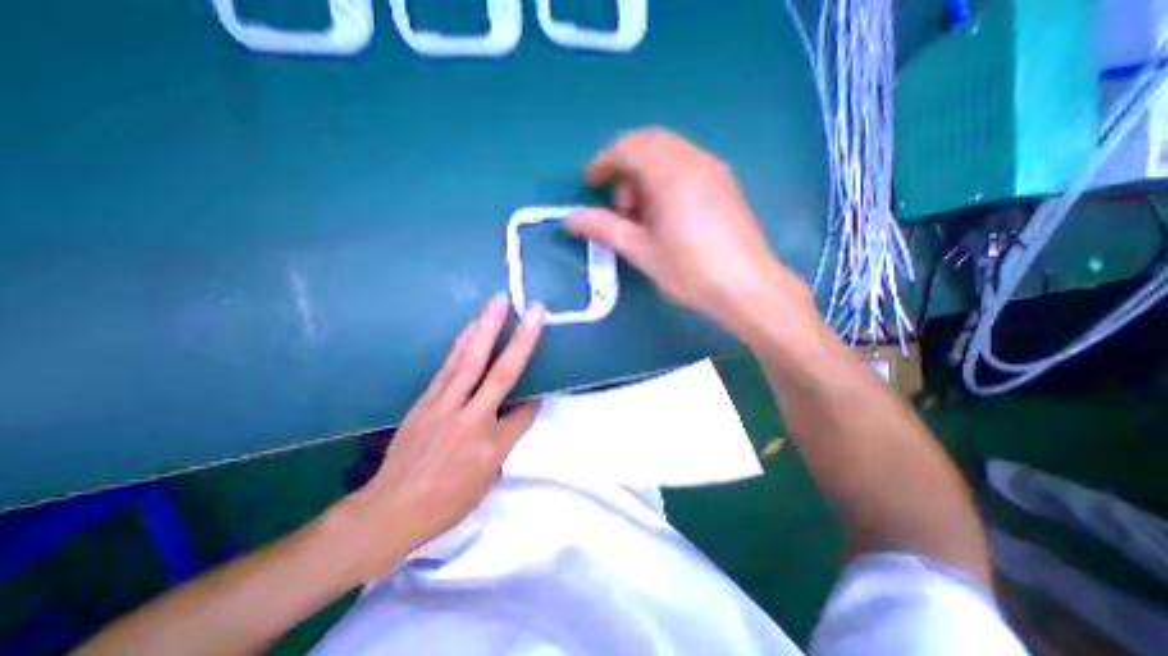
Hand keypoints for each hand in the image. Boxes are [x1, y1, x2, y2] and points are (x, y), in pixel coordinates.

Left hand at [341, 295, 543, 575]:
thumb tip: (517, 412)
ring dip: (486, 329)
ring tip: (496, 302)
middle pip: (501, 374)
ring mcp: (445, 406)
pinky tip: (471, 326)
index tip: (540, 392)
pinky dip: (462, 343)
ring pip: (470, 362)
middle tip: (532, 311)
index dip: (534, 402)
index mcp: (491, 447)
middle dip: (521, 340)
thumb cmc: (446, 503)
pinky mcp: (427, 400)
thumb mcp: (486, 481)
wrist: (390, 510)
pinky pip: (448, 366)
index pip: (523, 414)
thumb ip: (505, 442)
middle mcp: (471, 420)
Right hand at [565, 129, 815, 333]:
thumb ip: (603, 228)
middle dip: (624, 168)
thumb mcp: (641, 251)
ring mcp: (714, 169)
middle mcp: (694, 160)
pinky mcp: (724, 183)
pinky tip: (665, 213)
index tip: (590, 183)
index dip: (603, 161)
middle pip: (649, 143)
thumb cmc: (690, 271)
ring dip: (645, 174)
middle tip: (619, 207)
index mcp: (671, 173)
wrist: (748, 288)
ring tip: (642, 216)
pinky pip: (686, 165)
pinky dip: (665, 179)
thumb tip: (570, 218)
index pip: (628, 147)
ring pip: (668, 153)